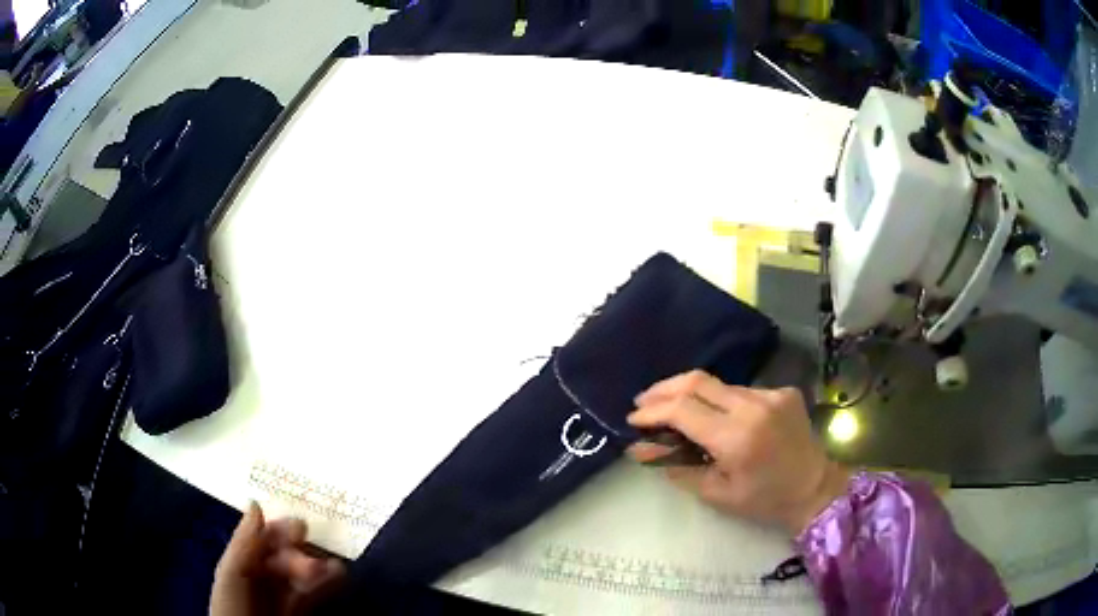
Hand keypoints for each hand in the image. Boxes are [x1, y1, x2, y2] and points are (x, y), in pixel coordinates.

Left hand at [210, 502, 344, 615]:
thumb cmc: (233, 604)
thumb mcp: (232, 571)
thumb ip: (245, 542)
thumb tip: (256, 503)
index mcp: (241, 559)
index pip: (261, 537)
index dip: (279, 530)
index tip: (299, 527)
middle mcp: (261, 573)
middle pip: (284, 554)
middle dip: (300, 551)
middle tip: (313, 558)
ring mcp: (280, 592)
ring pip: (301, 573)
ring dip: (318, 566)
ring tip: (336, 565)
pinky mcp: (297, 608)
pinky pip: (312, 593)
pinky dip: (326, 583)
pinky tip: (339, 574)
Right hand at [628, 371, 849, 535]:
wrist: (814, 489)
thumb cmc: (764, 501)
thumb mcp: (716, 492)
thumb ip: (676, 466)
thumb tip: (640, 448)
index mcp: (736, 438)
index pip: (682, 410)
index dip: (653, 410)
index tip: (633, 418)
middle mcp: (753, 407)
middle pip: (697, 381)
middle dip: (664, 389)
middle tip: (644, 402)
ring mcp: (771, 395)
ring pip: (718, 385)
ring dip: (692, 394)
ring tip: (674, 410)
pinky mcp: (783, 391)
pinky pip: (741, 391)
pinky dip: (721, 401)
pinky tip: (717, 417)